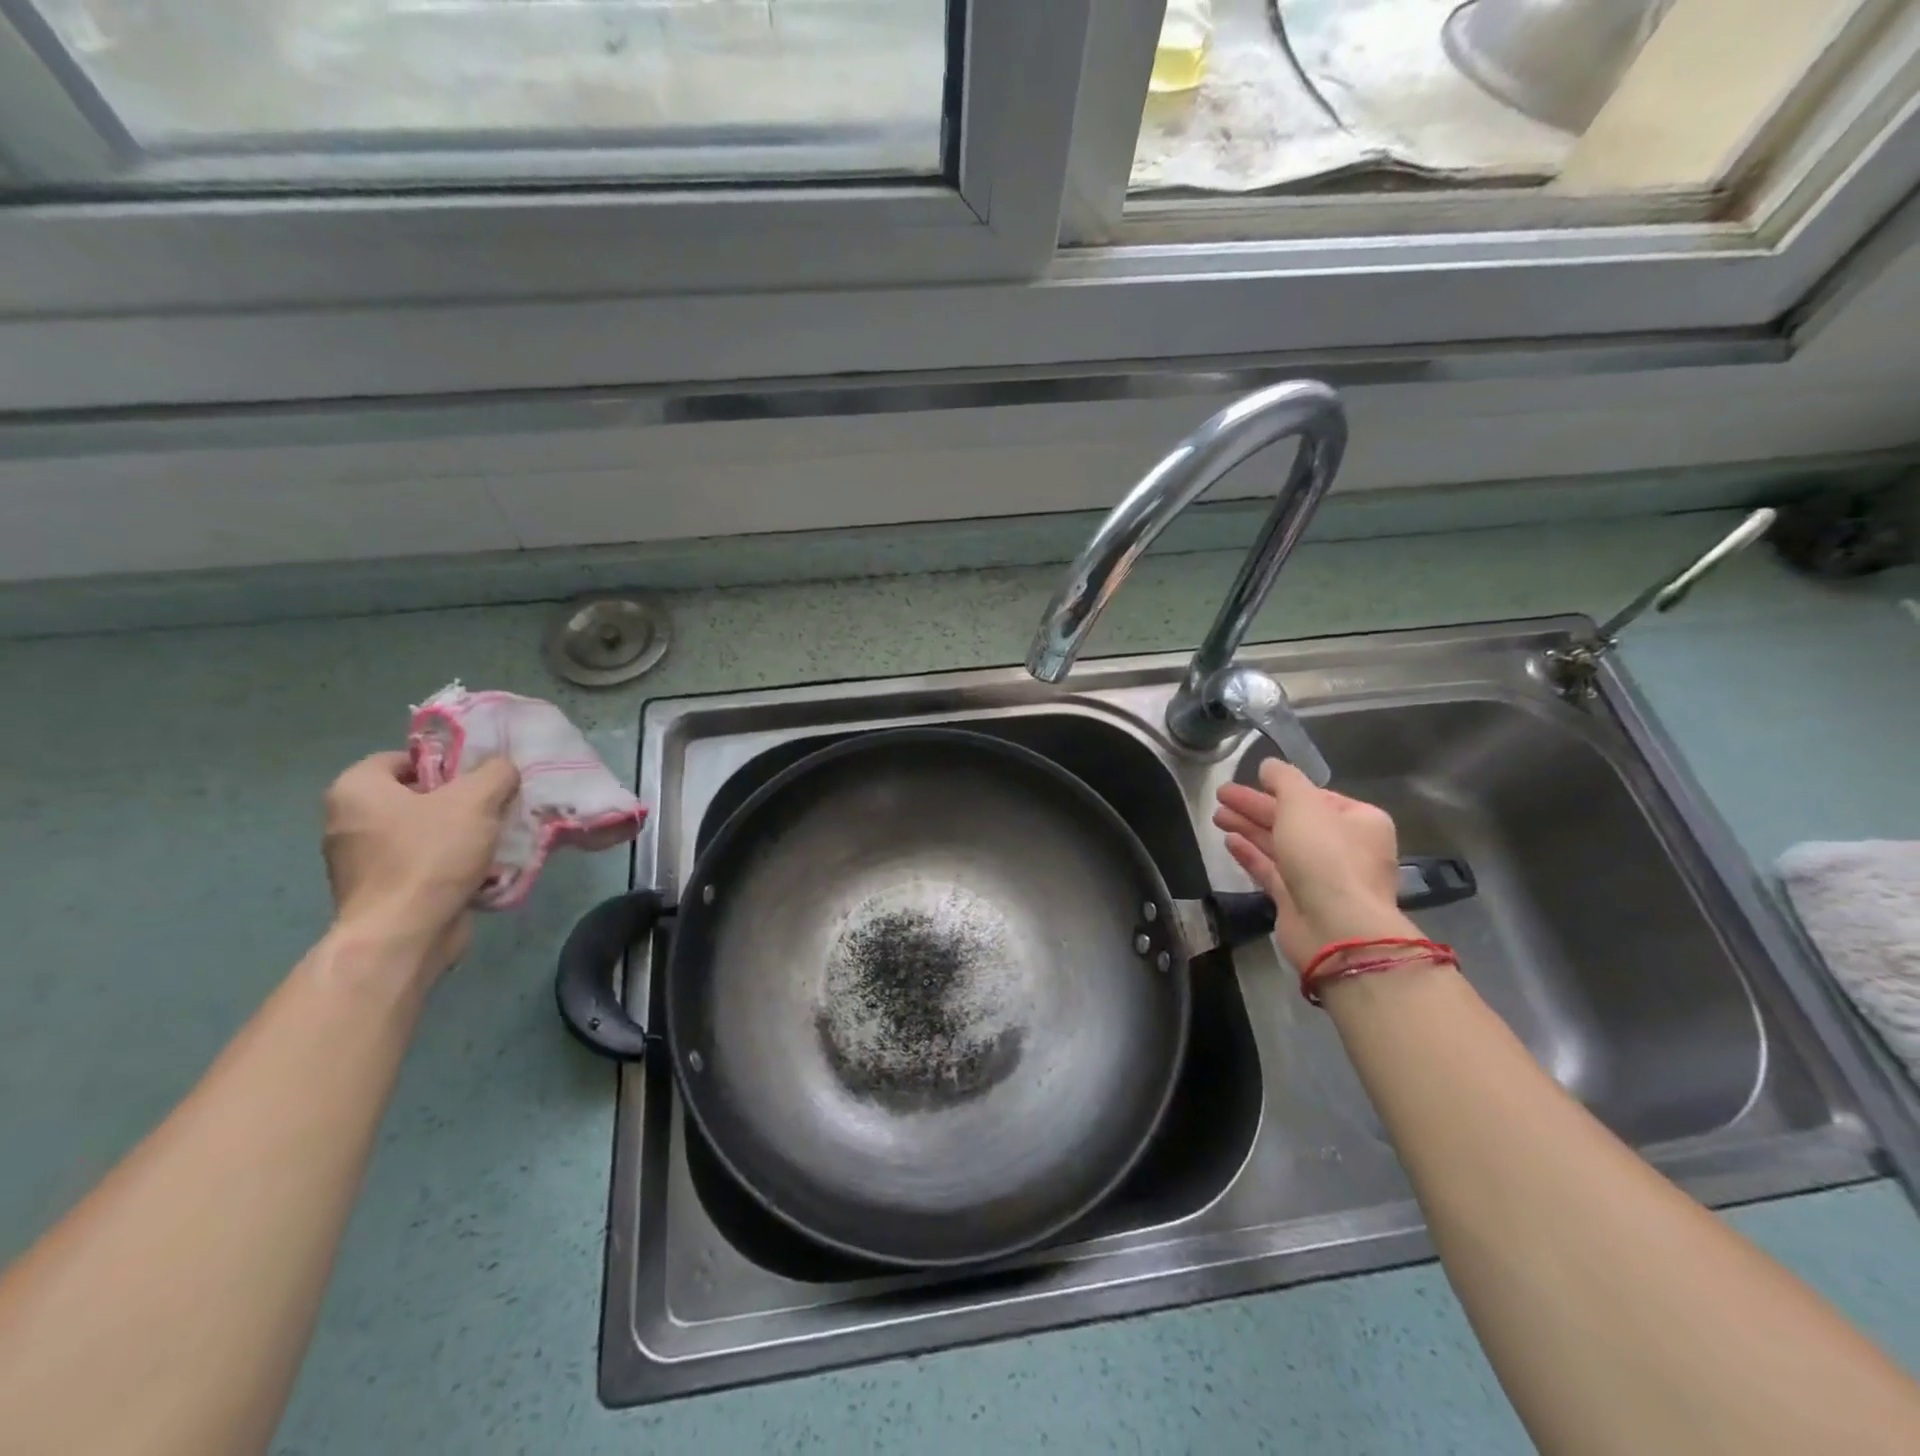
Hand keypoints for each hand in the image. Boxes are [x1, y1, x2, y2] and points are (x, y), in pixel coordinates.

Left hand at [321, 752, 518, 975]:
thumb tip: (502, 769)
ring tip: (497, 840)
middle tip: (496, 807)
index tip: (479, 779)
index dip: (445, 762)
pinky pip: (421, 865)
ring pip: (422, 833)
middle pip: (415, 796)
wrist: (404, 934)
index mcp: (355, 790)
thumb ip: (495, 773)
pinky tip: (482, 870)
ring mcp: (359, 861)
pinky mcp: (379, 893)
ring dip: (460, 834)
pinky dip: (449, 864)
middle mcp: (347, 821)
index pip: (402, 758)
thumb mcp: (477, 800)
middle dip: (459, 801)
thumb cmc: (430, 855)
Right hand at [1213, 758, 1415, 967]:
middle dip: (1256, 806)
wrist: (1335, 927)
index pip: (1317, 797)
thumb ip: (1284, 780)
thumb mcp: (1303, 803)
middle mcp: (1345, 847)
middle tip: (1221, 795)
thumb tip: (1269, 765)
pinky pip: (1271, 870)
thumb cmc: (1326, 855)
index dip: (1281, 788)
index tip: (1250, 780)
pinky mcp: (1298, 900)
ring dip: (1248, 827)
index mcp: (1360, 821)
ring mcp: (1322, 876)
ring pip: (1280, 844)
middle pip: (1293, 819)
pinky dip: (1251, 854)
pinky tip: (1228, 841)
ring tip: (1217, 815)